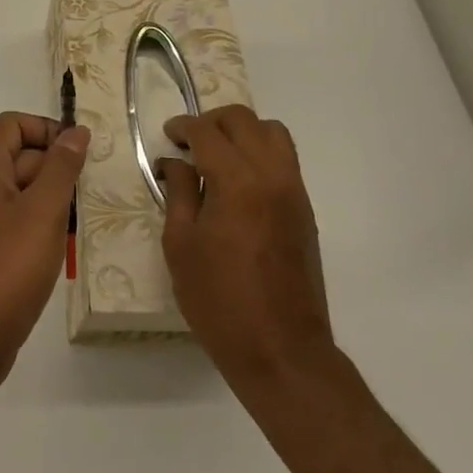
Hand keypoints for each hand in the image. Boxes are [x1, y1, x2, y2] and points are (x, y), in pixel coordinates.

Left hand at [0, 112, 89, 403]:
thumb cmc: (7, 268)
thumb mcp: (43, 212)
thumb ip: (61, 167)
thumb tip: (76, 131)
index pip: (12, 124)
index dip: (46, 130)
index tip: (79, 154)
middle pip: (17, 155)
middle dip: (54, 169)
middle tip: (89, 193)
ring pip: (19, 190)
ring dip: (50, 200)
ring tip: (80, 223)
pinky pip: (13, 219)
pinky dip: (38, 224)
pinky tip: (61, 248)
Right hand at [157, 105, 331, 388]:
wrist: (282, 351)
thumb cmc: (219, 301)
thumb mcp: (181, 245)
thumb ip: (179, 193)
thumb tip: (175, 162)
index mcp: (237, 182)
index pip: (207, 132)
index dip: (182, 126)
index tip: (167, 135)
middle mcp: (271, 176)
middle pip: (245, 121)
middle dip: (213, 121)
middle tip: (189, 141)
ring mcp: (294, 192)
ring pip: (273, 133)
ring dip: (242, 132)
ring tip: (217, 155)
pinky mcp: (305, 211)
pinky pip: (284, 160)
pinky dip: (260, 153)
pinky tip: (237, 182)